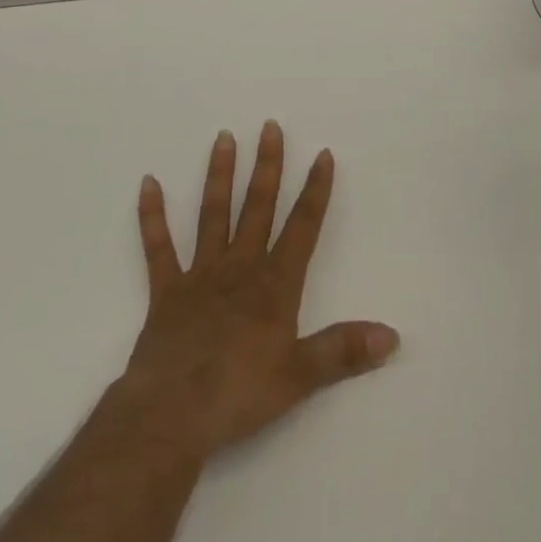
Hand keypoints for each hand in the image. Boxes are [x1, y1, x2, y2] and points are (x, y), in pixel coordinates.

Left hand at [120, 122, 398, 461]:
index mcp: (274, 285)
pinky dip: (152, 216)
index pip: (302, 227)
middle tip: (269, 126)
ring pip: (213, 214)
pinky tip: (148, 183)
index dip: (315, 190)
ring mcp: (200, 274)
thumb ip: (344, 352)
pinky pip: (158, 247)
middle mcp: (239, 267)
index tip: (323, 154)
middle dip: (267, 166)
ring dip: (219, 175)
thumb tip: (392, 336)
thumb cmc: (239, 394)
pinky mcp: (166, 290)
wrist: (171, 415)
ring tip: (223, 137)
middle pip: (257, 207)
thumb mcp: (300, 377)